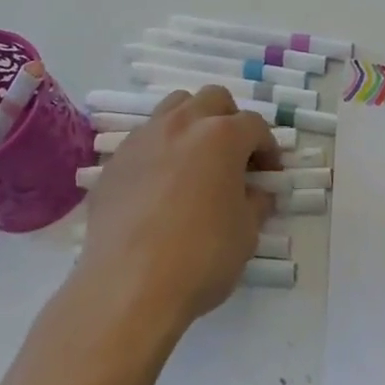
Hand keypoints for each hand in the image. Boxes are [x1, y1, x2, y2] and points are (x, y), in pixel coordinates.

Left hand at [75, 87, 279, 332]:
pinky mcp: (115, 161)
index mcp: (222, 136)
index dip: (268, 148)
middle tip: (234, 157)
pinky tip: (160, 186)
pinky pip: (144, 140)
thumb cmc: (201, 257)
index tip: (270, 174)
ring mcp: (144, 139)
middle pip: (213, 99)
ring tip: (196, 160)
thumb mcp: (247, 233)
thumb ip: (256, 202)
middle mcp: (182, 124)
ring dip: (192, 124)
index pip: (254, 125)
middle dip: (230, 120)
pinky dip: (160, 150)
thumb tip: (256, 193)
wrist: (129, 286)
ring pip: (174, 107)